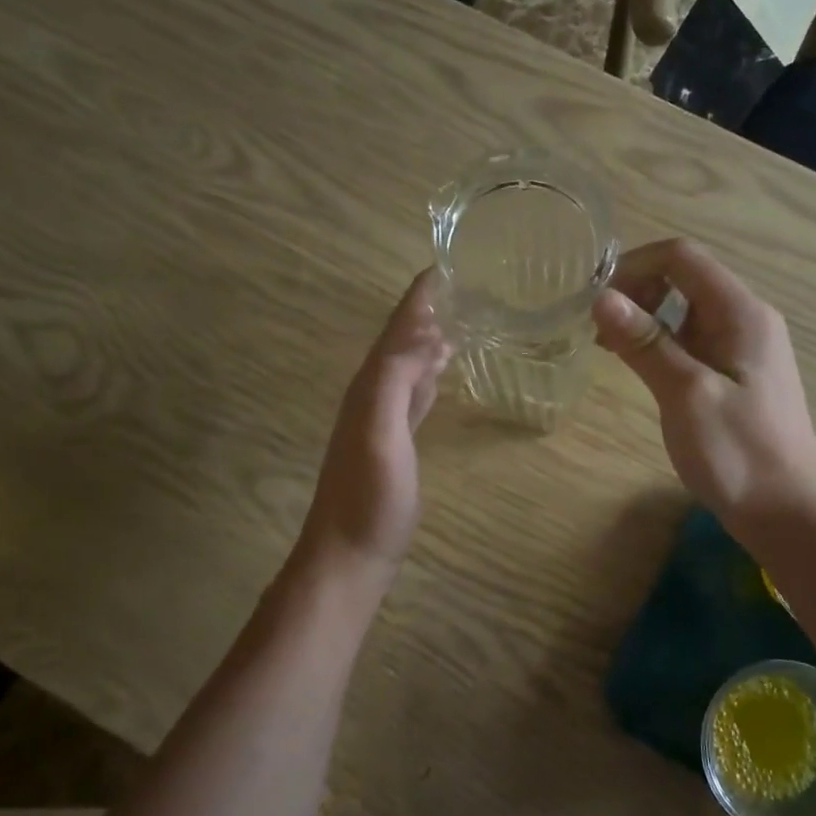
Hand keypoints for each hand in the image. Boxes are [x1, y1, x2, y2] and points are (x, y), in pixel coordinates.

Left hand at [297, 270, 451, 580]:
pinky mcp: (396, 440)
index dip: (419, 296)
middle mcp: (374, 393)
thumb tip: (427, 333)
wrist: (350, 554)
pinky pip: (415, 391)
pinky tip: (443, 368)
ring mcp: (384, 418)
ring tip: (461, 314)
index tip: (447, 262)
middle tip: (466, 282)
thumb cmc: (369, 498)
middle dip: (429, 309)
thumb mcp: (381, 433)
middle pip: (402, 339)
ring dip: (430, 337)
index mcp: (371, 384)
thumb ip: (397, 380)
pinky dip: (430, 372)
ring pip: (409, 362)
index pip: (398, 328)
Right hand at [592, 239, 815, 531]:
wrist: (786, 513)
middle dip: (637, 291)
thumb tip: (601, 297)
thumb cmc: (737, 453)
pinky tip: (643, 368)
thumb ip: (645, 343)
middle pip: (685, 277)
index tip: (595, 300)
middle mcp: (747, 318)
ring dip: (647, 318)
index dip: (633, 266)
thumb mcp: (685, 394)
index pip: (682, 257)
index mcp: (741, 313)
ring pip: (688, 309)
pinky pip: (694, 339)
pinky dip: (663, 342)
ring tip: (611, 349)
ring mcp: (746, 347)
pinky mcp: (739, 374)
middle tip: (600, 330)